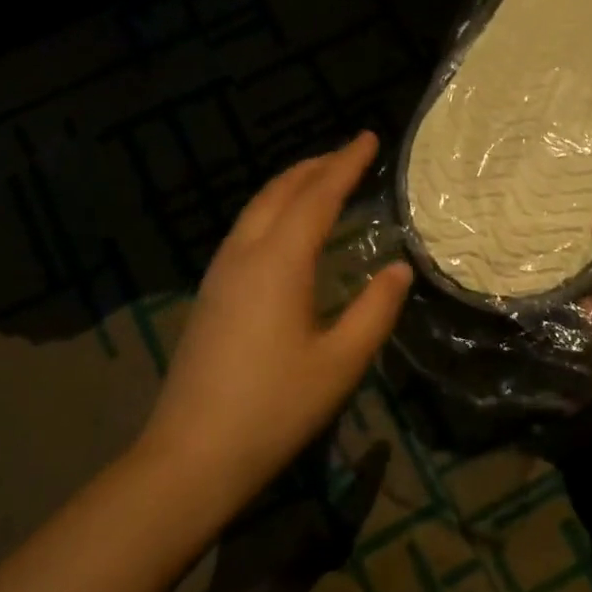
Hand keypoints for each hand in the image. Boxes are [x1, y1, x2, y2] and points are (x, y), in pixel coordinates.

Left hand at [138, 132, 411, 509]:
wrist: (192, 454)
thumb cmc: (275, 409)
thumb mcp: (340, 363)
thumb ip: (375, 310)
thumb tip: (399, 269)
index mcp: (279, 261)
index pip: (317, 195)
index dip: (345, 164)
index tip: (367, 138)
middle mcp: (244, 254)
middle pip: (280, 192)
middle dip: (315, 166)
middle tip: (348, 154)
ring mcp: (219, 273)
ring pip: (256, 208)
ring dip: (290, 186)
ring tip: (321, 181)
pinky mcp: (209, 294)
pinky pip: (244, 231)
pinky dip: (273, 211)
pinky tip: (286, 231)